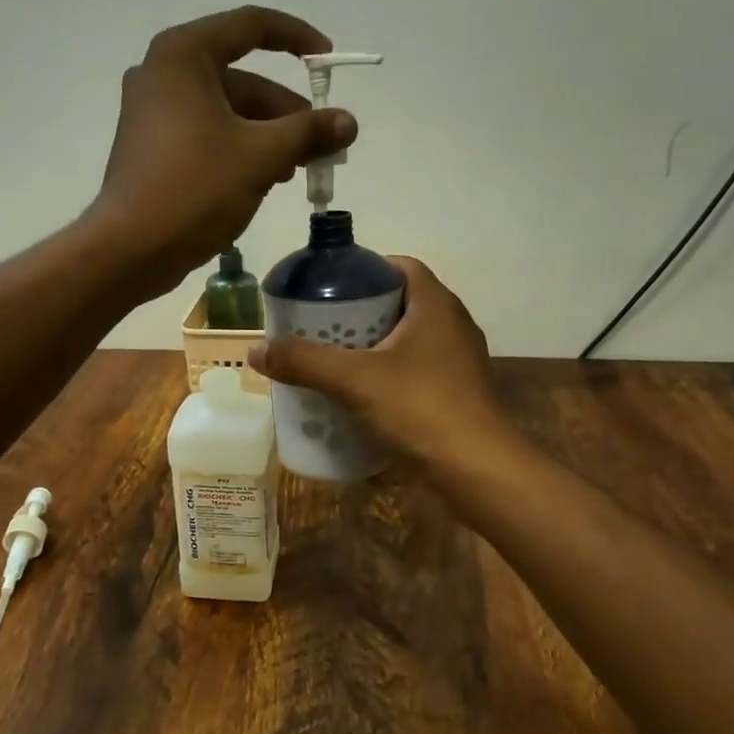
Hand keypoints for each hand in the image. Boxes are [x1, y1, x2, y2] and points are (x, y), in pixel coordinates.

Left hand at [86, 6, 356, 298]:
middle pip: (242, 79)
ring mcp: (153, 112)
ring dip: (267, 136)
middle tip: (320, 145)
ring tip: (296, 170)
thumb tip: (349, 122)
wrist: (130, 249)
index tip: (327, 63)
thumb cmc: (195, 189)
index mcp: (184, 56)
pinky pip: (207, 134)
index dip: (296, 39)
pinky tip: (264, 181)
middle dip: (286, 111)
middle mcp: (163, 74)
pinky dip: (239, 150)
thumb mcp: (261, 156)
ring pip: (227, 112)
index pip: (251, 26)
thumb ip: (308, 132)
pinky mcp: (153, 147)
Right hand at [248, 256, 511, 468]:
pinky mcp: (458, 392)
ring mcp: (458, 360)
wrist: (477, 468)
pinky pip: (417, 369)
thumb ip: (305, 361)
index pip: (400, 266)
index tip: (330, 287)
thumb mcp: (354, 380)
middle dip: (360, 311)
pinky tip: (362, 394)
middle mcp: (452, 324)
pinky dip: (389, 373)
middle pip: (400, 302)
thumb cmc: (421, 408)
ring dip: (374, 345)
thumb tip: (256, 350)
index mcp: (435, 305)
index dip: (364, 269)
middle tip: (321, 325)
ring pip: (408, 339)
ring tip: (334, 359)